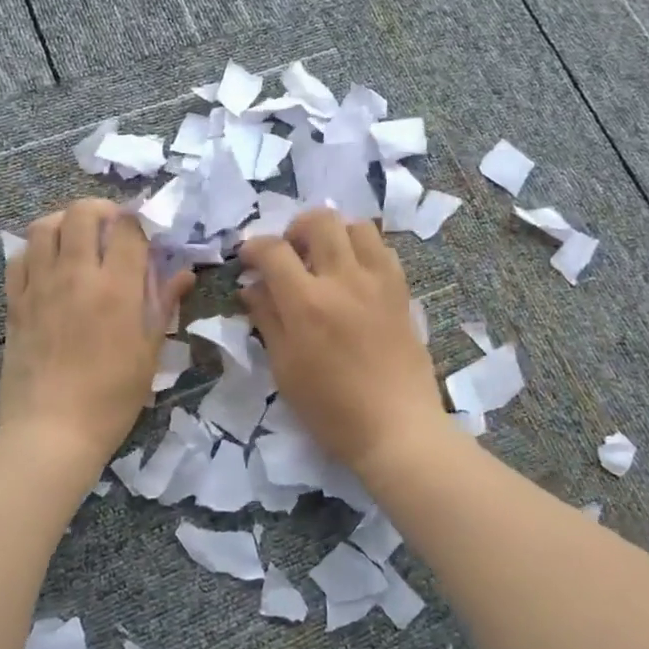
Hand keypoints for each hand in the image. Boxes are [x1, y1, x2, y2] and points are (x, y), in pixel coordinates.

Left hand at [0, 199, 192, 471]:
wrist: (52, 432)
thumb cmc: (112, 397)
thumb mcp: (150, 352)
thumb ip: (165, 304)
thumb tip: (183, 272)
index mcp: (117, 288)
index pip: (128, 227)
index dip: (139, 220)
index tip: (145, 232)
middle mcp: (76, 275)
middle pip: (82, 212)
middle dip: (101, 210)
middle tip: (111, 229)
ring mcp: (40, 286)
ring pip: (44, 225)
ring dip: (65, 222)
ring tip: (78, 240)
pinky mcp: (14, 302)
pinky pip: (20, 257)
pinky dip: (36, 250)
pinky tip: (49, 266)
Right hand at [238, 209, 446, 471]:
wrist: (397, 428)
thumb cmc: (331, 409)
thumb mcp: (285, 369)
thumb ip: (267, 319)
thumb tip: (251, 287)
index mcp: (307, 303)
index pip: (273, 250)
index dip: (253, 247)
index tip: (247, 258)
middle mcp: (344, 279)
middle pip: (320, 220)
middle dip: (295, 228)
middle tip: (289, 253)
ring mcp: (378, 281)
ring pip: (357, 225)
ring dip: (334, 233)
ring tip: (324, 258)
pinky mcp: (401, 291)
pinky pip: (382, 249)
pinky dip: (363, 249)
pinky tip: (354, 274)